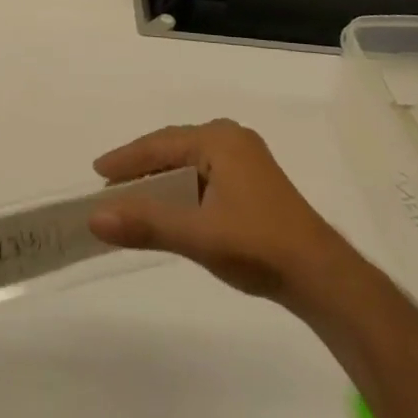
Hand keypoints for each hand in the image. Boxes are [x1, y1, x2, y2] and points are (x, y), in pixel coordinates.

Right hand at [87, 119, 357, 307]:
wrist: (323, 278)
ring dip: (162, 179)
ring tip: (134, 196)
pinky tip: (172, 206)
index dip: (126, 159)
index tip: (97, 173)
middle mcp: (232, 139)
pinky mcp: (254, 183)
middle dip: (142, 166)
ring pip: (190, 162)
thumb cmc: (258, 246)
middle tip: (110, 184)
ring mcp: (247, 160)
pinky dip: (182, 188)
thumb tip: (94, 218)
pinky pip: (205, 175)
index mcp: (219, 139)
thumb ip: (145, 223)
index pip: (159, 144)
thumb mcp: (197, 235)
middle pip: (174, 148)